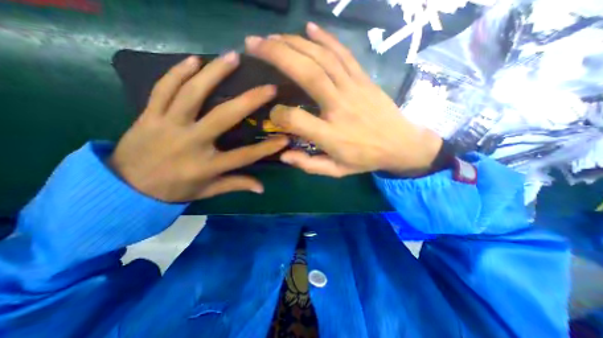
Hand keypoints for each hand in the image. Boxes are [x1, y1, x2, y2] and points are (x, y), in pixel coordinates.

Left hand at [110, 53, 289, 199]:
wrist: (125, 188)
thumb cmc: (175, 189)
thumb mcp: (208, 191)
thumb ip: (236, 185)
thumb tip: (261, 188)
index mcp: (206, 165)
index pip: (244, 155)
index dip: (267, 148)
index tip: (285, 138)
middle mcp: (190, 142)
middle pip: (223, 117)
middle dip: (249, 101)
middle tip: (268, 88)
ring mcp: (167, 125)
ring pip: (191, 93)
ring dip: (214, 73)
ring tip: (232, 57)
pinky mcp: (148, 115)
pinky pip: (163, 89)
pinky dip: (177, 72)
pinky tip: (194, 60)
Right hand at [245, 23, 441, 176]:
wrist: (401, 145)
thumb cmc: (365, 159)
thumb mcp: (337, 171)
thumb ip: (309, 165)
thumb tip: (283, 155)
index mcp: (332, 135)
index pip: (297, 119)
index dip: (279, 114)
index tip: (272, 114)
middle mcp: (340, 106)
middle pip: (307, 74)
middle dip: (278, 55)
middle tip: (254, 45)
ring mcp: (354, 88)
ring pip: (322, 58)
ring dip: (295, 43)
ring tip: (273, 37)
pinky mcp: (363, 79)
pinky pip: (343, 54)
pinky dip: (325, 38)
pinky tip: (309, 28)